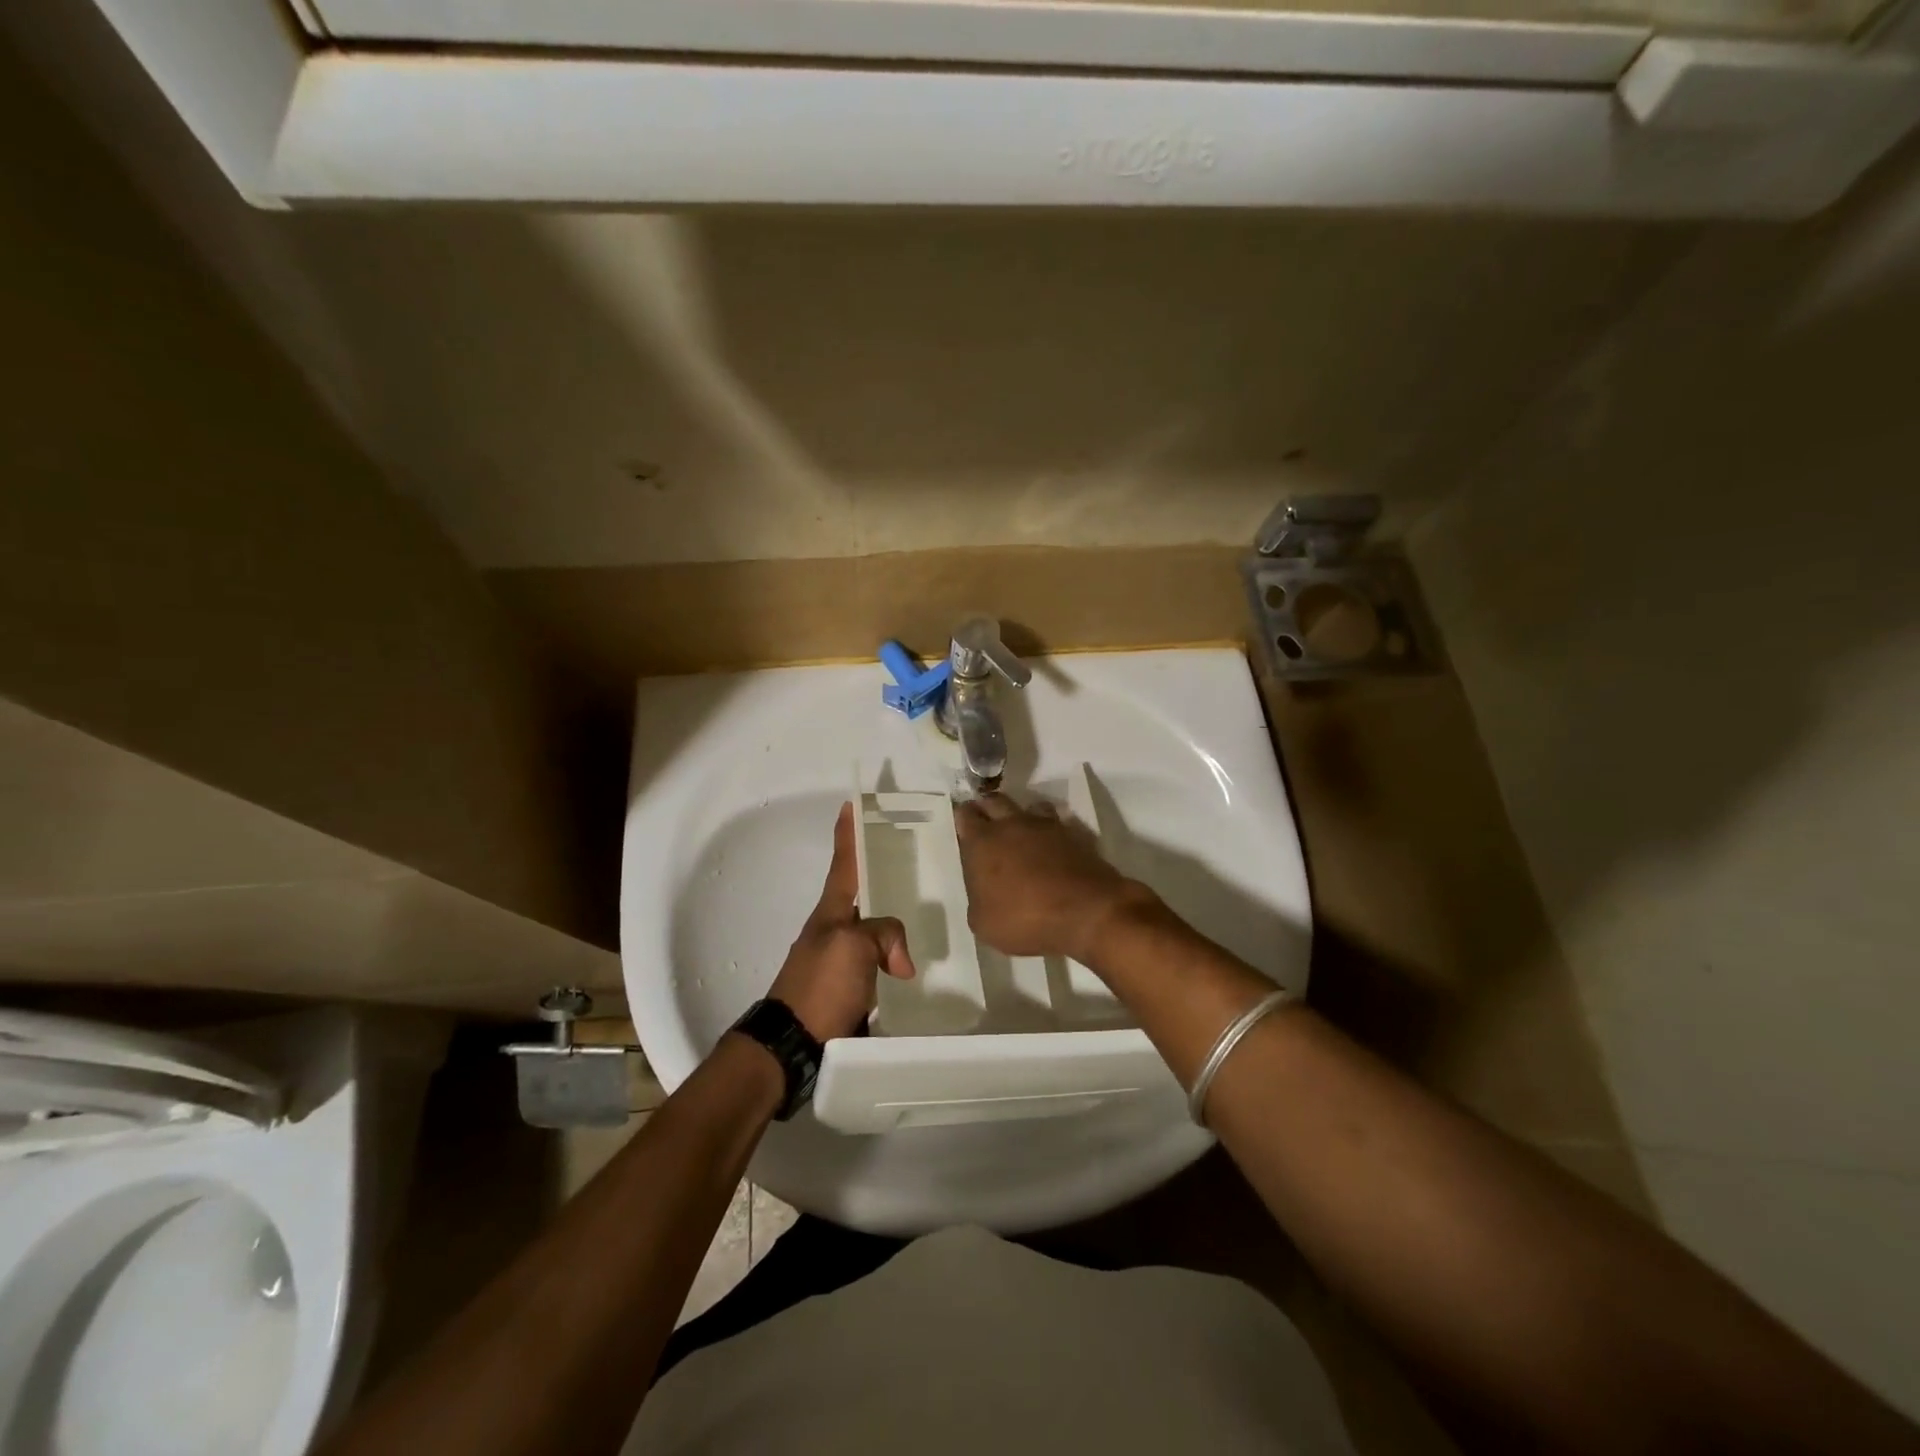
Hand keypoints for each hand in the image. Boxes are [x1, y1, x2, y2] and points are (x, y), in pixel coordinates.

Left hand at [768, 802, 916, 1040]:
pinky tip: (919, 967)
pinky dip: (898, 959)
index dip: (848, 834)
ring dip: (896, 922)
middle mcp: (836, 931)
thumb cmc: (820, 986)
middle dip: (882, 875)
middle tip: (912, 860)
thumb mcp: (853, 947)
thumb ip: (883, 934)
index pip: (843, 864)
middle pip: (864, 895)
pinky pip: (881, 964)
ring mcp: (843, 962)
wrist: (793, 1046)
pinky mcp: (852, 990)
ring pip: (877, 931)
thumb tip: (900, 961)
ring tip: (928, 914)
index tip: (850, 804)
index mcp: (831, 913)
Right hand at [954, 793, 1149, 961]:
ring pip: (1029, 806)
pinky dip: (1051, 830)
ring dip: (1022, 815)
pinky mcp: (1074, 834)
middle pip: (994, 801)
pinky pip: (1057, 822)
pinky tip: (1052, 845)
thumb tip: (984, 889)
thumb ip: (978, 898)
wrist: (1086, 912)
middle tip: (987, 822)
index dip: (964, 818)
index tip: (965, 827)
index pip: (965, 816)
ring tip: (1021, 831)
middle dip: (987, 807)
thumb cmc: (1026, 919)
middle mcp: (1012, 825)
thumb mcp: (983, 923)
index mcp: (982, 843)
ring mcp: (1046, 826)